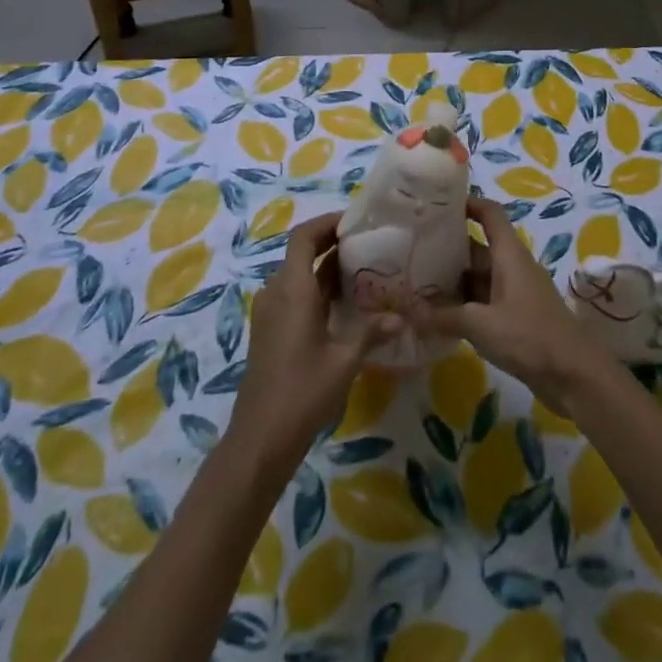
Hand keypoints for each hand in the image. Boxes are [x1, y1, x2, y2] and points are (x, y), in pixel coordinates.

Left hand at [228, 213, 401, 480]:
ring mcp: (270, 312)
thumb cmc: (302, 393)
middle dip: (332, 243)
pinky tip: (346, 304)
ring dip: (326, 267)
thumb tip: (402, 317)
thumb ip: (371, 332)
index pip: (303, 236)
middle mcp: (277, 292)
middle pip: (301, 252)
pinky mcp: (271, 330)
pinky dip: (318, 289)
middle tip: (368, 243)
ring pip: (299, 275)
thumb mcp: (344, 361)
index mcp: (292, 290)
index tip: (355, 222)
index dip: (327, 222)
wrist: (259, 439)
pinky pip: (295, 295)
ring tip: (364, 270)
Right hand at [420, 198, 603, 410]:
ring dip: (451, 281)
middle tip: (410, 251)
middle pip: (477, 248)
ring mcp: (514, 293)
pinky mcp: (515, 318)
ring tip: (415, 284)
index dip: (467, 203)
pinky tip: (437, 317)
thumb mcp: (481, 324)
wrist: (575, 376)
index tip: (437, 205)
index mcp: (509, 254)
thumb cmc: (530, 336)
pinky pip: (483, 302)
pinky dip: (462, 306)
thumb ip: (443, 316)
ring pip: (477, 277)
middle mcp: (512, 267)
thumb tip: (408, 310)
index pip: (490, 213)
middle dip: (447, 249)